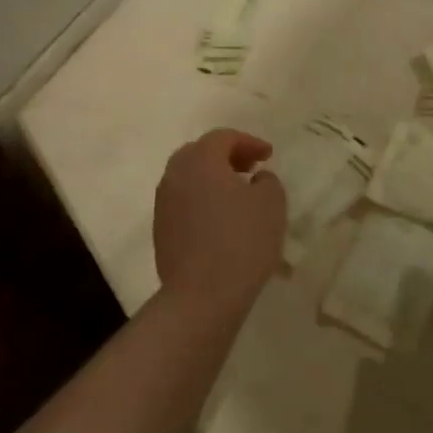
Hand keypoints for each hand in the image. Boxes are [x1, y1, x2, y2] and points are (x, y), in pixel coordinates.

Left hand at [152, 130, 285, 312]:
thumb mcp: (271, 203)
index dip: (249, 142)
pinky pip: (184, 202)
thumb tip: (256, 179)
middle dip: (227, 157)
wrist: (202, 295)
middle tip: (251, 168)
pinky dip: (203, 200)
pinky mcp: (161, 230)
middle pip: (200, 153)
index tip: (269, 156)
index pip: (223, 137)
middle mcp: (175, 175)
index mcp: (200, 160)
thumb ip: (267, 181)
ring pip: (189, 178)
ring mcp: (163, 204)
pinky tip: (222, 220)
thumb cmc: (242, 241)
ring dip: (214, 179)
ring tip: (238, 195)